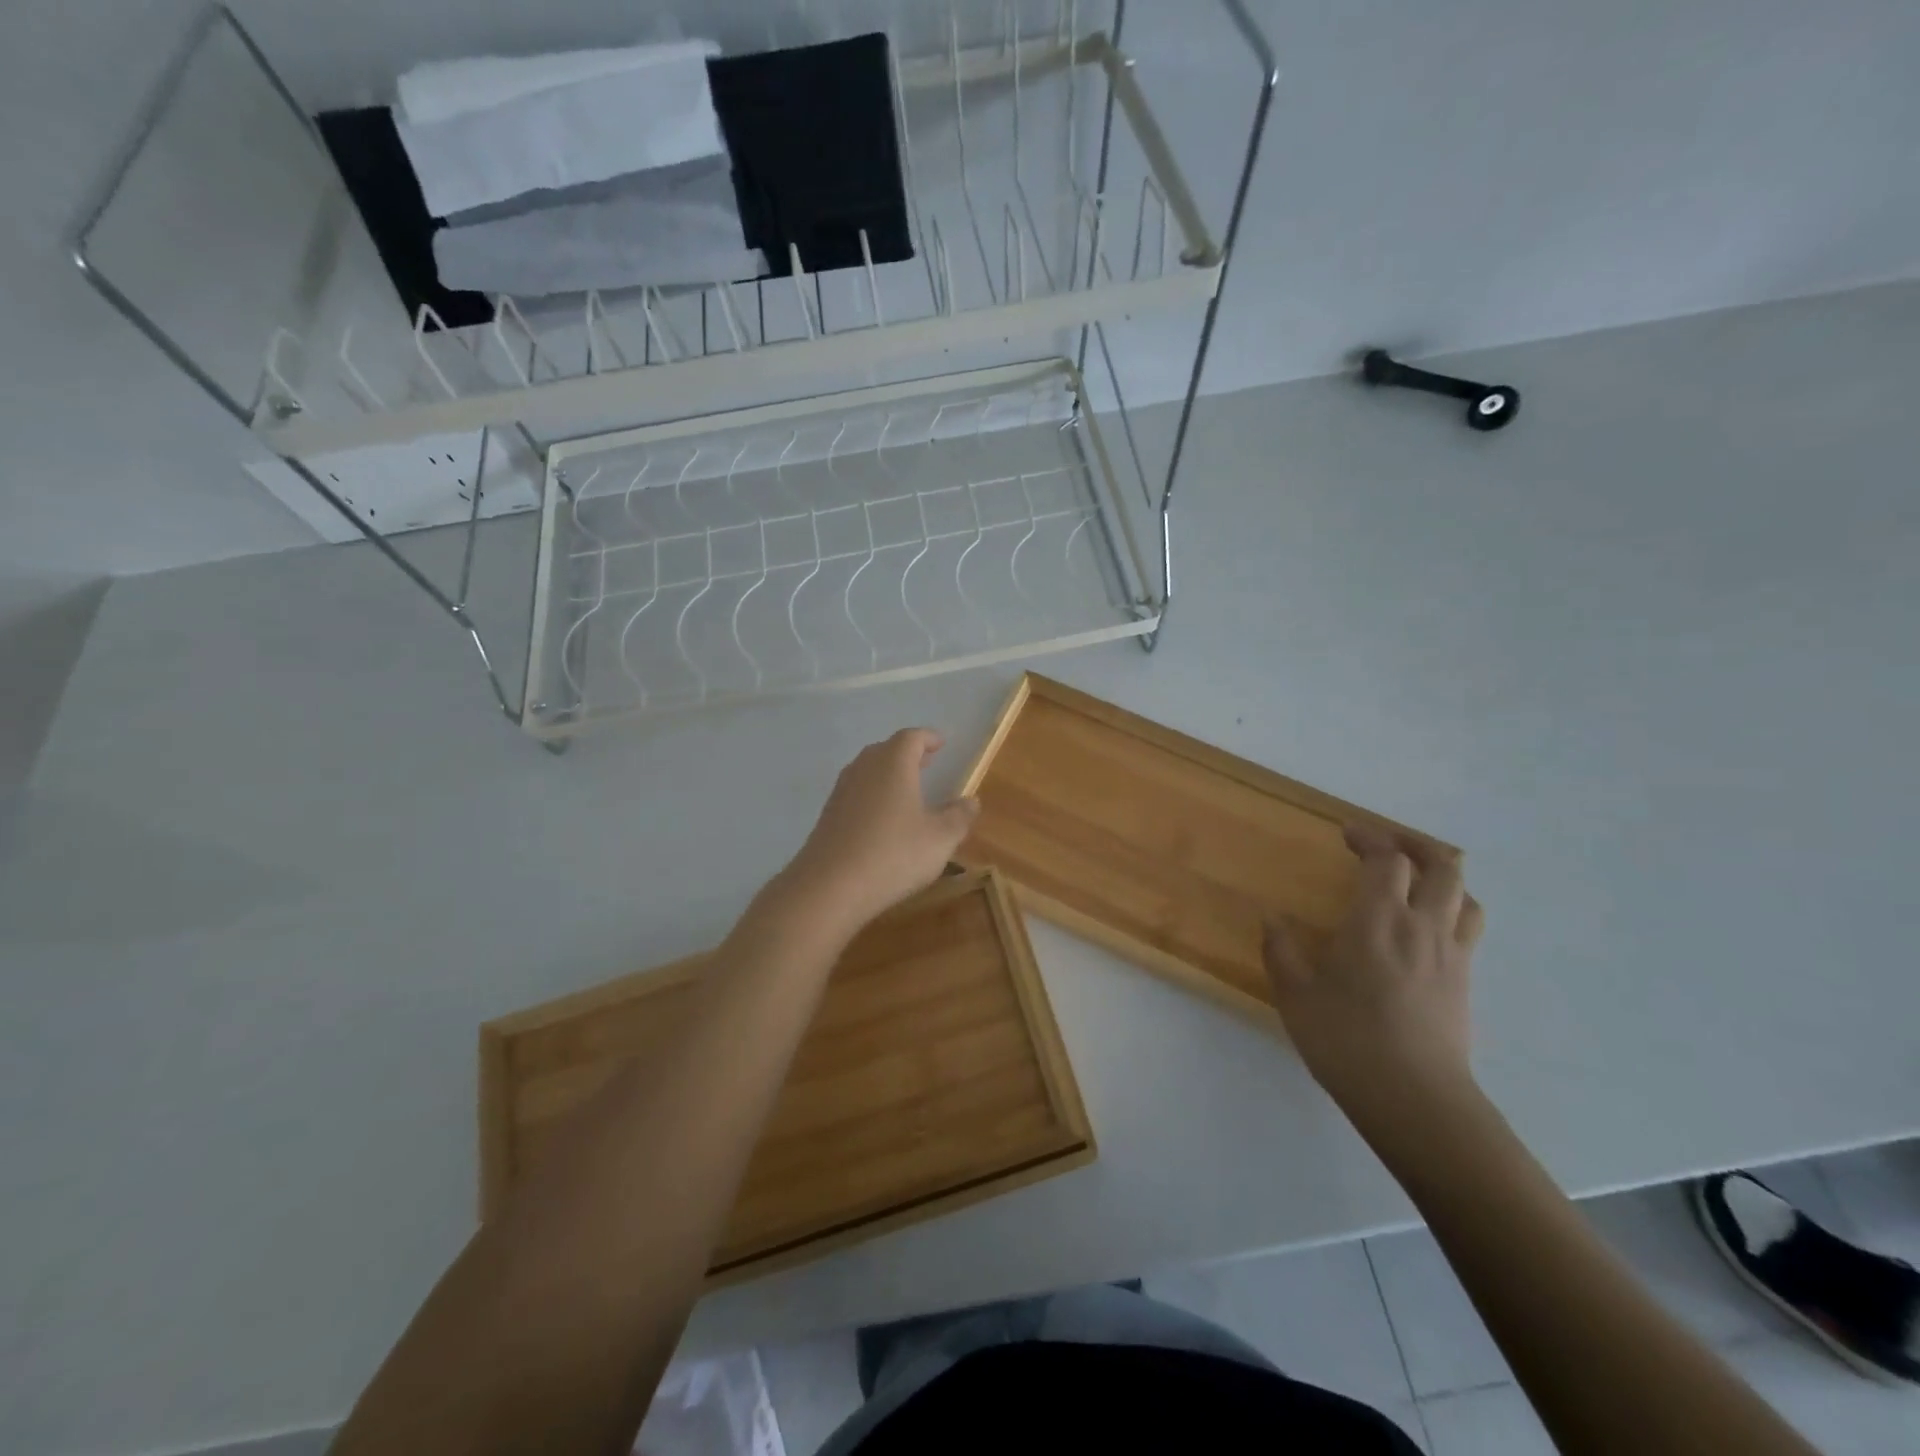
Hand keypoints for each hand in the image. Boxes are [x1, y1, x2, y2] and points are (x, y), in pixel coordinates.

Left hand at [780, 728, 978, 935]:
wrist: (829, 887)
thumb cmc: (893, 854)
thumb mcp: (939, 839)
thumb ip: (959, 817)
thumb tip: (971, 801)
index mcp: (893, 763)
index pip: (911, 738)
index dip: (928, 738)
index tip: (941, 743)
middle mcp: (864, 768)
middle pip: (886, 750)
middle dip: (907, 754)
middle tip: (926, 762)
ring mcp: (841, 791)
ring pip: (867, 771)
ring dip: (888, 774)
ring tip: (906, 789)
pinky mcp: (828, 815)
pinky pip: (855, 794)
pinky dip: (872, 795)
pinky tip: (882, 819)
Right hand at [1263, 825, 1485, 1108]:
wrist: (1415, 1099)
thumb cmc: (1347, 1039)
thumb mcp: (1295, 994)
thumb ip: (1281, 950)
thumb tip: (1272, 919)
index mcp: (1379, 920)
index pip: (1387, 860)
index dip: (1369, 838)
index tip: (1347, 834)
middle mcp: (1422, 927)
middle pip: (1442, 867)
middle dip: (1415, 845)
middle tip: (1386, 846)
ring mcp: (1451, 956)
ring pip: (1465, 897)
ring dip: (1442, 878)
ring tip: (1415, 881)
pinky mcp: (1464, 983)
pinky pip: (1467, 930)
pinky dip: (1451, 912)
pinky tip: (1424, 931)